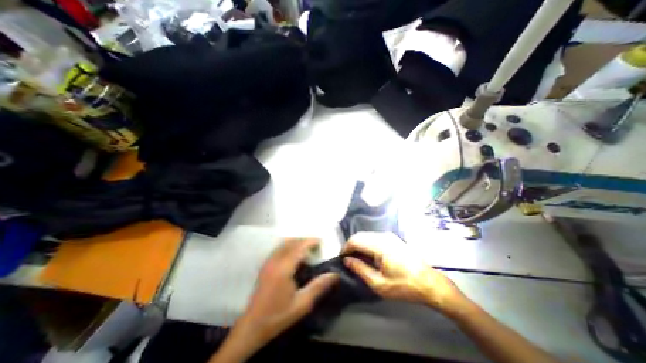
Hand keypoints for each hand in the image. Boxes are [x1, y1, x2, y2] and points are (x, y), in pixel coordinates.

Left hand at [236, 238, 339, 348]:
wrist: (253, 326)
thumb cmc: (279, 315)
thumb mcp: (302, 304)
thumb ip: (318, 286)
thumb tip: (334, 274)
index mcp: (284, 268)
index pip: (299, 247)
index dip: (310, 241)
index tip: (320, 241)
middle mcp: (275, 261)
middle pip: (291, 242)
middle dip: (304, 240)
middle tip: (315, 244)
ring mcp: (268, 262)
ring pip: (283, 244)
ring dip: (295, 242)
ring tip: (306, 248)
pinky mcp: (265, 266)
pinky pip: (278, 249)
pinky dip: (288, 246)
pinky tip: (293, 255)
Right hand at [344, 233, 464, 314]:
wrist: (430, 283)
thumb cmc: (404, 286)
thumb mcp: (379, 284)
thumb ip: (360, 269)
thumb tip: (346, 260)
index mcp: (380, 246)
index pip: (355, 240)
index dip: (346, 248)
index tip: (342, 259)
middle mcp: (383, 236)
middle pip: (360, 235)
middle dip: (351, 246)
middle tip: (348, 260)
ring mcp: (389, 236)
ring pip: (366, 235)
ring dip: (359, 244)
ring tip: (357, 259)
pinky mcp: (393, 238)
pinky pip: (374, 237)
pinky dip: (367, 244)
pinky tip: (368, 255)